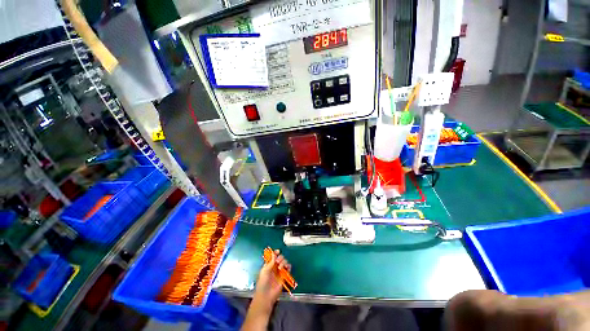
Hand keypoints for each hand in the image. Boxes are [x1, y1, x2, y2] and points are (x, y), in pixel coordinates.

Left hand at [253, 250, 290, 310]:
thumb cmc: (263, 283)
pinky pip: (288, 268)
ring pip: (284, 262)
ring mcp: (280, 271)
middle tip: (278, 261)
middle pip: (280, 258)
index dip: (275, 253)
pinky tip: (286, 268)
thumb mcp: (265, 271)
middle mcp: (275, 267)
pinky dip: (288, 266)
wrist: (266, 295)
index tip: (278, 251)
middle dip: (280, 257)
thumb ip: (270, 262)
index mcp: (269, 265)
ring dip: (283, 262)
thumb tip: (274, 253)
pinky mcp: (284, 276)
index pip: (273, 256)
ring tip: (280, 267)